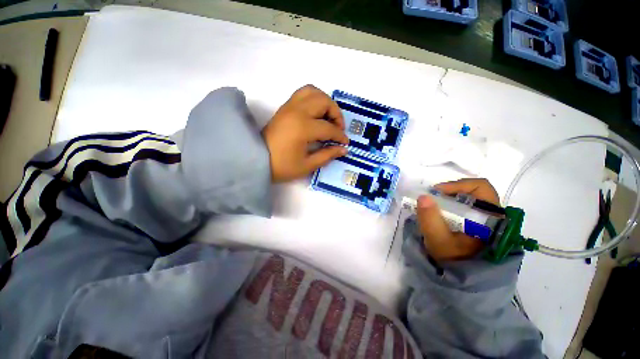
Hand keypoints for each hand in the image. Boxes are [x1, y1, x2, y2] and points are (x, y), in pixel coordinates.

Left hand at [262, 85, 348, 181]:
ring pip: (313, 91)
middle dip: (336, 114)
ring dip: (325, 102)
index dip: (340, 136)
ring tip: (328, 117)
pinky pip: (303, 93)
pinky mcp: (285, 107)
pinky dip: (314, 98)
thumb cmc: (282, 166)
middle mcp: (297, 112)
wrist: (257, 160)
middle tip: (337, 128)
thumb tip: (344, 149)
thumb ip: (327, 155)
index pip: (328, 128)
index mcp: (302, 128)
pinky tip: (316, 113)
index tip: (345, 143)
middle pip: (324, 102)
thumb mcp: (307, 165)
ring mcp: (289, 106)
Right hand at [417, 178, 499, 260]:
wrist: (464, 278)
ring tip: (433, 206)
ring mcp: (485, 219)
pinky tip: (439, 213)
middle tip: (431, 198)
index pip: (481, 187)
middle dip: (449, 191)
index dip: (457, 185)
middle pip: (473, 190)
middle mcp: (492, 215)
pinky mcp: (478, 223)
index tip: (436, 192)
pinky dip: (450, 205)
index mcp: (490, 217)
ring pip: (468, 198)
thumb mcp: (438, 240)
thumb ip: (430, 219)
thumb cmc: (454, 259)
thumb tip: (423, 196)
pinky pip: (465, 206)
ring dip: (448, 198)